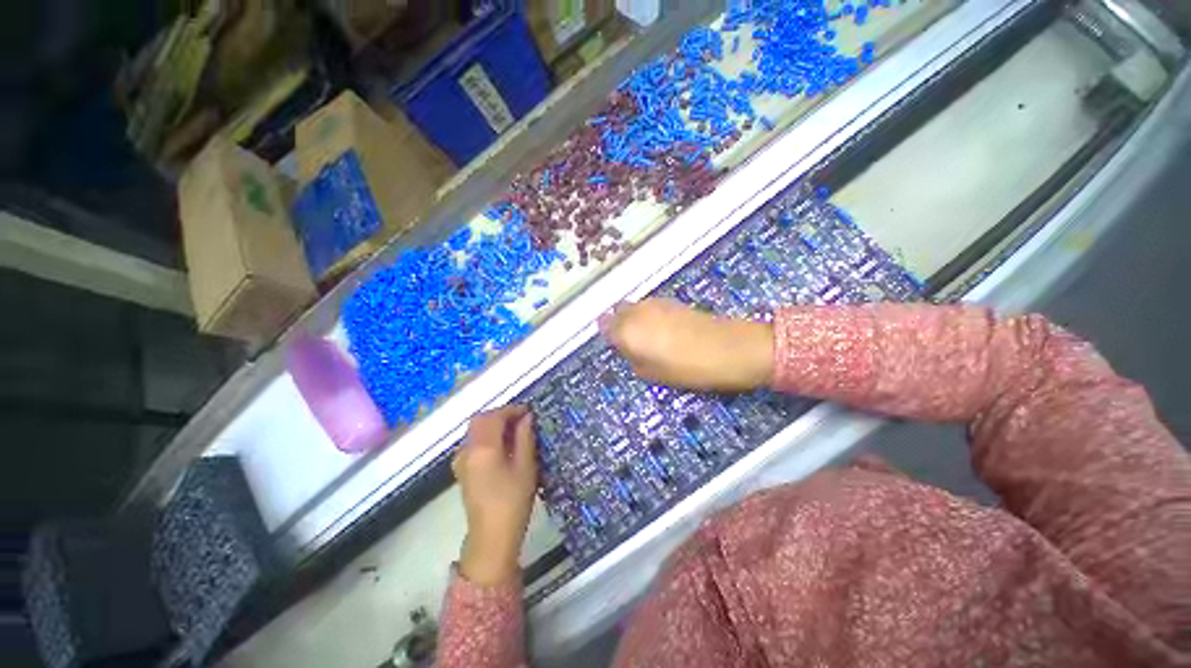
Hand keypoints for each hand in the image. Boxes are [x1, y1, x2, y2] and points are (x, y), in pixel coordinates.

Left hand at [452, 405, 537, 585]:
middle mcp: (467, 450)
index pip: (494, 416)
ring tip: (515, 431)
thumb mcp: (526, 466)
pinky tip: (503, 446)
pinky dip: (487, 436)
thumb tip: (527, 417)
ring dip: (494, 425)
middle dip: (501, 415)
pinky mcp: (461, 469)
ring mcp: (461, 460)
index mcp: (483, 448)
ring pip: (475, 430)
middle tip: (522, 419)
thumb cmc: (513, 501)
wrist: (491, 537)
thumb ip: (525, 437)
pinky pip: (473, 442)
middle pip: (480, 420)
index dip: (512, 410)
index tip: (529, 411)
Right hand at [600, 298, 774, 391]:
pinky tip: (661, 329)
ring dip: (633, 318)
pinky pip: (649, 306)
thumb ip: (633, 359)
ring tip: (646, 337)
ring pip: (634, 307)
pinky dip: (648, 315)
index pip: (605, 326)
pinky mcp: (671, 301)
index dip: (607, 335)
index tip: (614, 345)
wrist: (729, 348)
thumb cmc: (688, 368)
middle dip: (618, 324)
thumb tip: (628, 350)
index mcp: (628, 331)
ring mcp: (655, 303)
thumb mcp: (653, 374)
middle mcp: (637, 312)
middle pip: (618, 312)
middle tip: (628, 342)